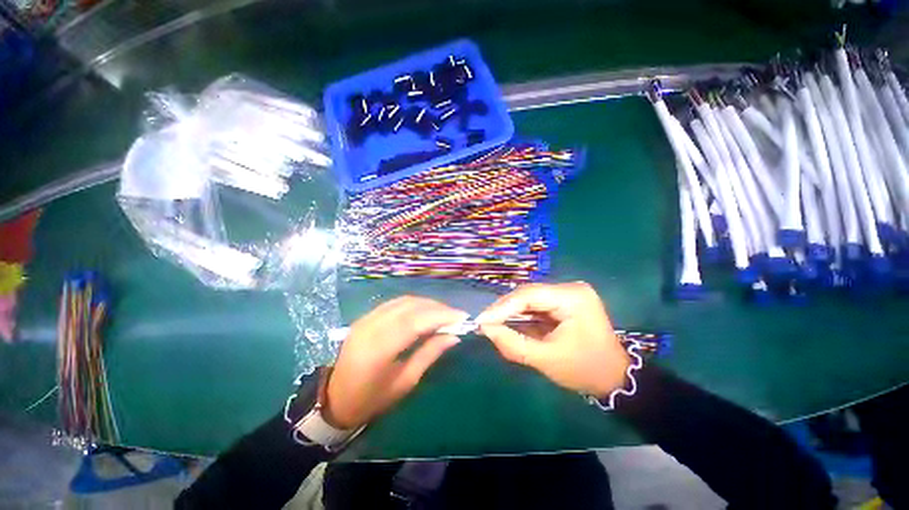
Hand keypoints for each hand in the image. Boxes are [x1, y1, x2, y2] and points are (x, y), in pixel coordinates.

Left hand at [324, 296, 468, 428]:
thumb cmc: (372, 398)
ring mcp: (366, 319)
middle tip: (455, 315)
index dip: (441, 315)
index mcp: (379, 349)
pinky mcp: (365, 317)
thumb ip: (430, 354)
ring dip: (427, 303)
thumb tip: (453, 336)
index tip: (462, 317)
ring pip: (403, 301)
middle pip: (410, 306)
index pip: (415, 321)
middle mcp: (371, 327)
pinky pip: (394, 303)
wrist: (335, 399)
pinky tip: (425, 311)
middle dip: (437, 307)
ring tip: (444, 313)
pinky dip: (414, 304)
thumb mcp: (406, 381)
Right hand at [477, 282, 628, 397]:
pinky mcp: (565, 300)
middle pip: (528, 294)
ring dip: (511, 311)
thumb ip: (513, 344)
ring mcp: (568, 292)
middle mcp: (570, 288)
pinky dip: (521, 314)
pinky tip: (508, 322)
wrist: (614, 377)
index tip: (481, 321)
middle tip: (485, 324)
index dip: (501, 307)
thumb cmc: (585, 370)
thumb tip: (486, 329)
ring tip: (492, 324)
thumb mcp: (546, 360)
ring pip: (530, 298)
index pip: (529, 295)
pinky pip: (536, 304)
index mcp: (572, 298)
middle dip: (504, 309)